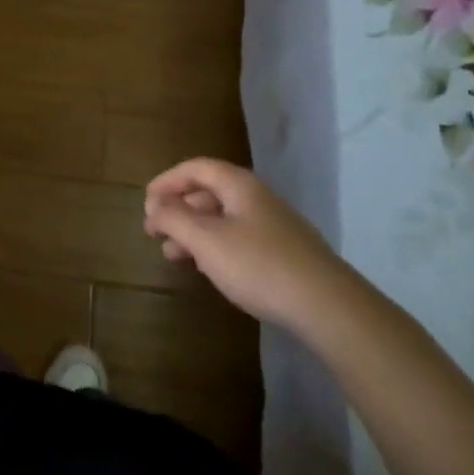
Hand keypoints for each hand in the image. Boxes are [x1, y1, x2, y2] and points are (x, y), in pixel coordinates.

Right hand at [144, 159, 348, 329]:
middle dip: (178, 208)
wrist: (327, 306)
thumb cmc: (259, 265)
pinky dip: (215, 246)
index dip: (167, 180)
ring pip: (223, 218)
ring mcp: (274, 225)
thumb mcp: (206, 240)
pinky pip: (239, 238)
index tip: (146, 201)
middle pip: (209, 191)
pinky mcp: (284, 253)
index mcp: (239, 185)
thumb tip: (154, 204)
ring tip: (173, 255)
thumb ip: (174, 218)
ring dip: (194, 231)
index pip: (196, 168)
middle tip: (154, 231)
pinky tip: (209, 268)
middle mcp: (257, 197)